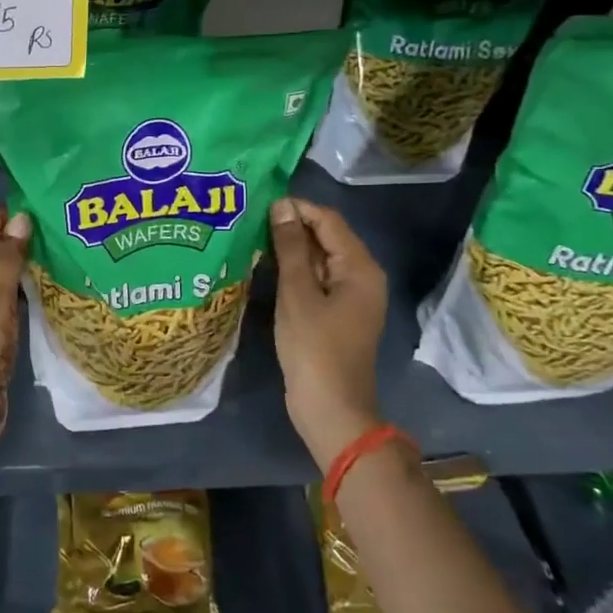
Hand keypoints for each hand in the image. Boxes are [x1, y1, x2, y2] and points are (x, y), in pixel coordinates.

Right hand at [269, 197, 388, 467]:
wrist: (331, 409)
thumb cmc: (314, 349)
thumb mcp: (297, 294)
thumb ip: (290, 248)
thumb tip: (282, 207)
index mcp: (360, 268)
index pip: (328, 220)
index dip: (297, 208)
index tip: (260, 204)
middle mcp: (362, 277)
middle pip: (327, 237)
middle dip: (292, 226)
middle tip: (251, 220)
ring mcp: (350, 297)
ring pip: (320, 259)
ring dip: (291, 249)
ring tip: (253, 238)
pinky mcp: (337, 314)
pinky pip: (317, 280)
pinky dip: (295, 271)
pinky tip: (267, 268)